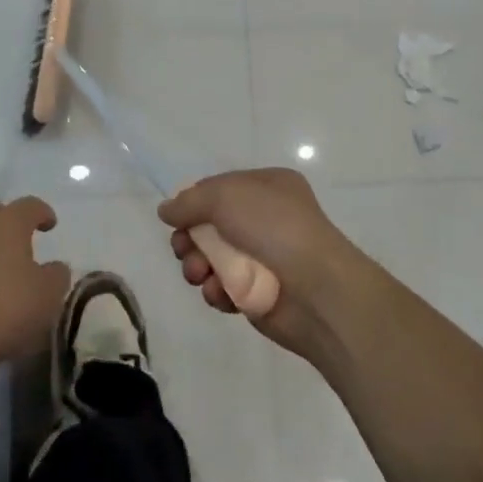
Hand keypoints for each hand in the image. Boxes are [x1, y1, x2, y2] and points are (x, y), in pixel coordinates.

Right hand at [157, 169, 367, 358]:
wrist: (317, 289)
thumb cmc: (274, 228)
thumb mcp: (226, 197)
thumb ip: (189, 201)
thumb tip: (166, 210)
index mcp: (267, 187)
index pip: (219, 189)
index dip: (194, 203)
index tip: (176, 219)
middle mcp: (266, 218)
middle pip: (211, 226)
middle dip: (190, 239)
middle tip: (183, 250)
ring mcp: (264, 257)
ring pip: (214, 259)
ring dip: (198, 267)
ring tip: (200, 275)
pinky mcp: (260, 293)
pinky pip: (226, 288)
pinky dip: (217, 291)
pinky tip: (220, 294)